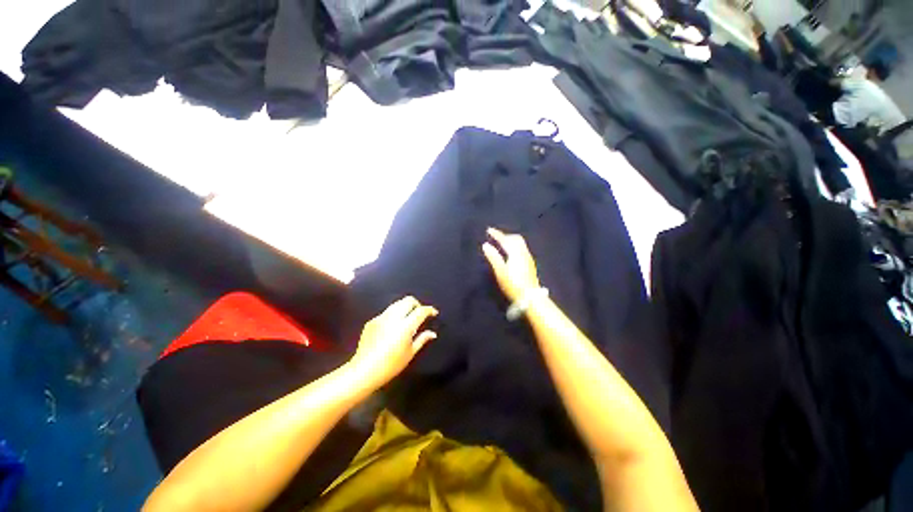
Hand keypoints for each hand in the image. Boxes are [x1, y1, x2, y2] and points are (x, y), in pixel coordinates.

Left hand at [348, 296, 437, 387]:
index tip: (433, 313)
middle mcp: (393, 318)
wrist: (364, 370)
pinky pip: (386, 312)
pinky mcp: (372, 321)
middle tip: (420, 314)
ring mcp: (381, 318)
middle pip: (408, 300)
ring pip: (397, 303)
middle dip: (417, 304)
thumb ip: (422, 339)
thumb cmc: (391, 365)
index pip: (421, 311)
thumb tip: (432, 333)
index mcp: (405, 326)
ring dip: (405, 307)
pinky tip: (392, 327)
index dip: (429, 310)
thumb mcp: (410, 353)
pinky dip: (394, 314)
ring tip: (407, 318)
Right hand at [482, 227, 540, 302]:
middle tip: (496, 237)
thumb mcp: (500, 272)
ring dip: (510, 241)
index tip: (489, 230)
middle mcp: (524, 253)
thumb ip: (493, 257)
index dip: (497, 234)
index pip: (505, 240)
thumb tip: (486, 245)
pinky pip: (522, 249)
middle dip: (505, 236)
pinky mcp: (530, 264)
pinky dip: (514, 246)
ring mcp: (528, 258)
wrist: (531, 297)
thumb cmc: (513, 285)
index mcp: (516, 253)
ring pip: (520, 244)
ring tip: (502, 244)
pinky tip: (510, 253)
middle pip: (515, 239)